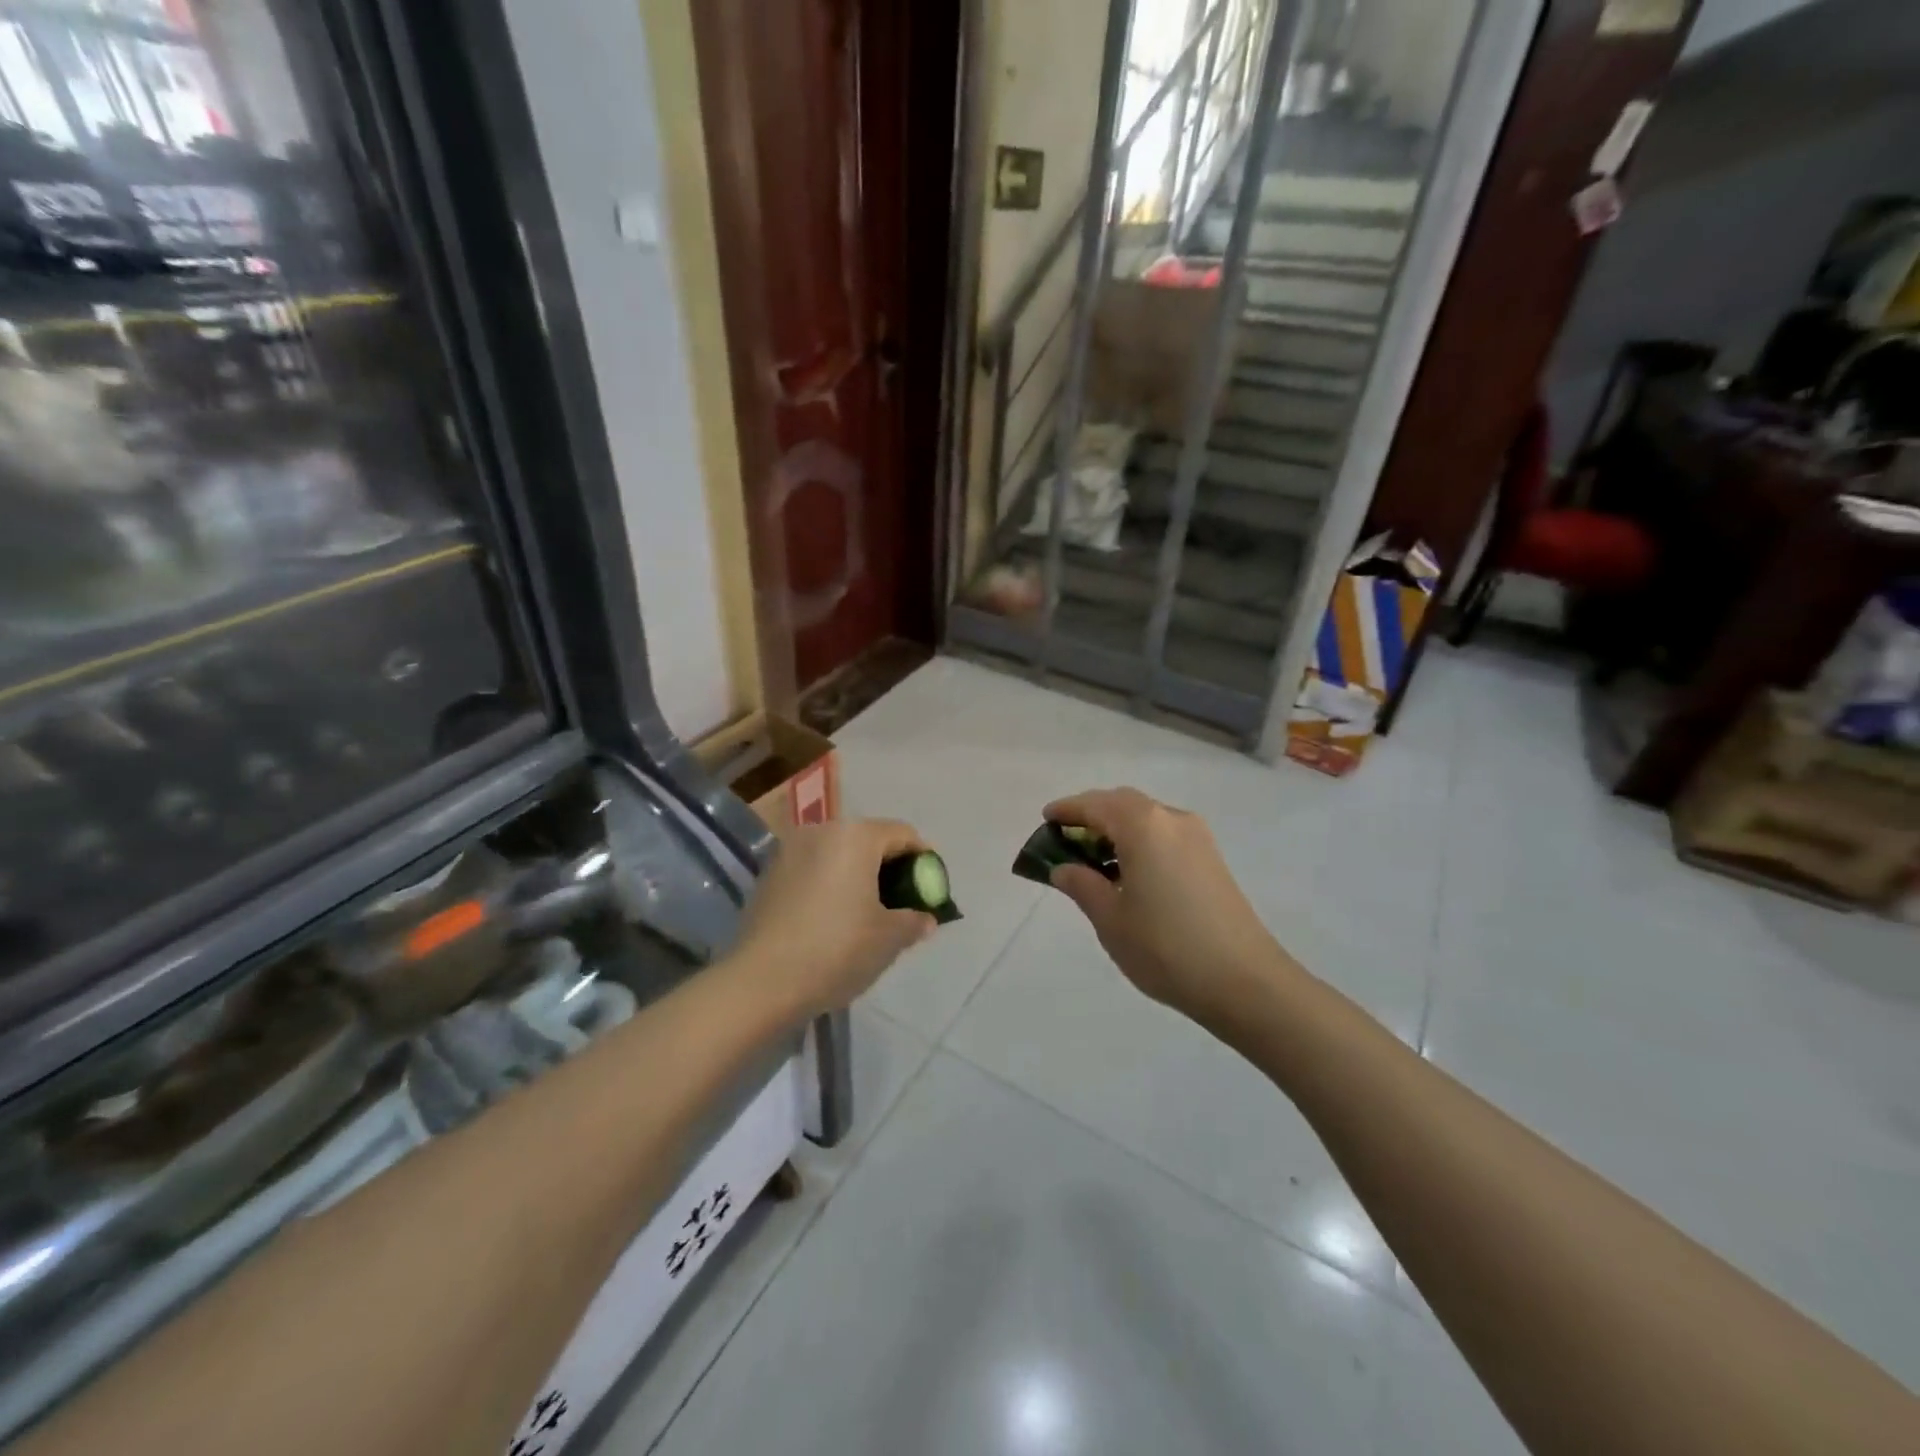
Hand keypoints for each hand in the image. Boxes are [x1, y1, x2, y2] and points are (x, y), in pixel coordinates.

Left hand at [730, 819, 937, 1019]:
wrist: (761, 982)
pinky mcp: (769, 876)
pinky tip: (834, 920)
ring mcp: (790, 851)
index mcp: (856, 836)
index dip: (924, 860)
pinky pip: (814, 870)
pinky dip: (831, 885)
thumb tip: (926, 918)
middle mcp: (821, 831)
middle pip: (869, 840)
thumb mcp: (890, 938)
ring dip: (859, 876)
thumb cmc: (837, 950)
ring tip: (869, 914)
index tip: (931, 889)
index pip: (903, 834)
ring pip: (839, 855)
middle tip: (903, 903)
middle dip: (891, 868)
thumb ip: (914, 920)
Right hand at [1044, 788, 1293, 1023]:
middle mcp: (1172, 819)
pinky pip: (1165, 834)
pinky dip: (1140, 841)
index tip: (1046, 818)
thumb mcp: (1111, 919)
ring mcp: (1197, 838)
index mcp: (1143, 826)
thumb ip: (1082, 885)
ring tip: (1094, 859)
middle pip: (1123, 803)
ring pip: (1147, 818)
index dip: (1067, 809)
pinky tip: (1129, 872)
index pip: (1095, 805)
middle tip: (1066, 838)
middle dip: (1092, 815)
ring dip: (1118, 828)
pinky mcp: (1212, 859)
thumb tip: (1064, 868)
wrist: (1245, 981)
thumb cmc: (1166, 948)